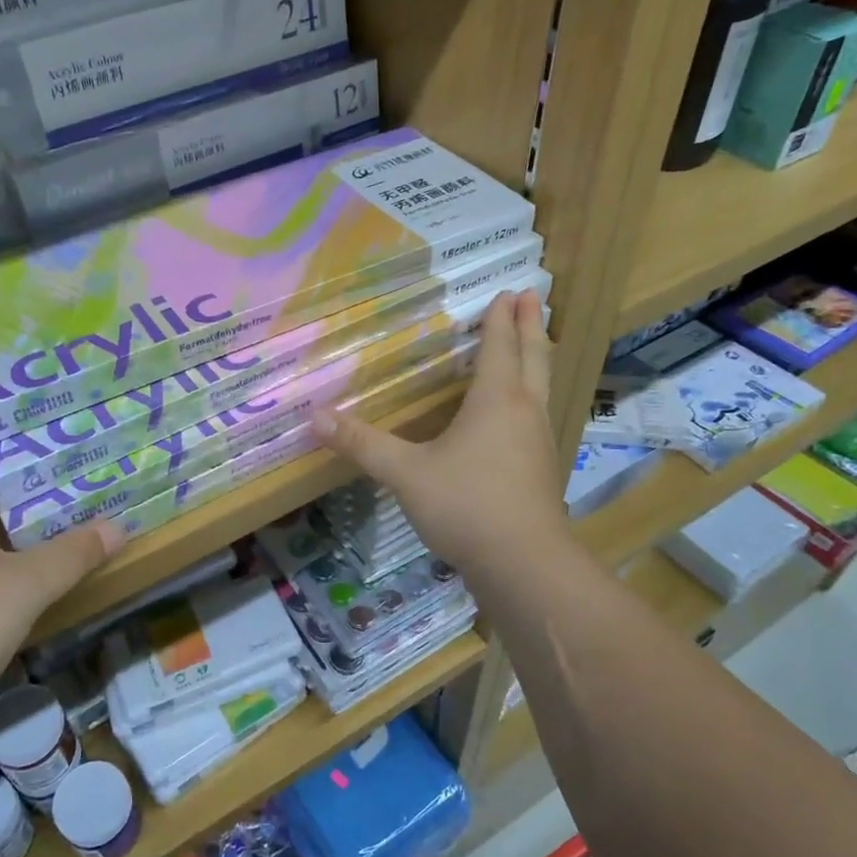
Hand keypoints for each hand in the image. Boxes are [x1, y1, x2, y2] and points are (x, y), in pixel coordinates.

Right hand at [314, 289, 567, 573]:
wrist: (524, 564)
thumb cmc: (466, 505)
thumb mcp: (405, 474)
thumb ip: (362, 444)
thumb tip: (314, 416)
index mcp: (497, 401)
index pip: (499, 347)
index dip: (499, 319)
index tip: (506, 292)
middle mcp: (525, 413)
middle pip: (533, 357)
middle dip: (529, 326)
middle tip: (530, 296)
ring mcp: (539, 443)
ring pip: (541, 387)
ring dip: (535, 359)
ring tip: (530, 345)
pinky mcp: (541, 471)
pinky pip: (537, 417)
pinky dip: (531, 397)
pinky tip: (518, 416)